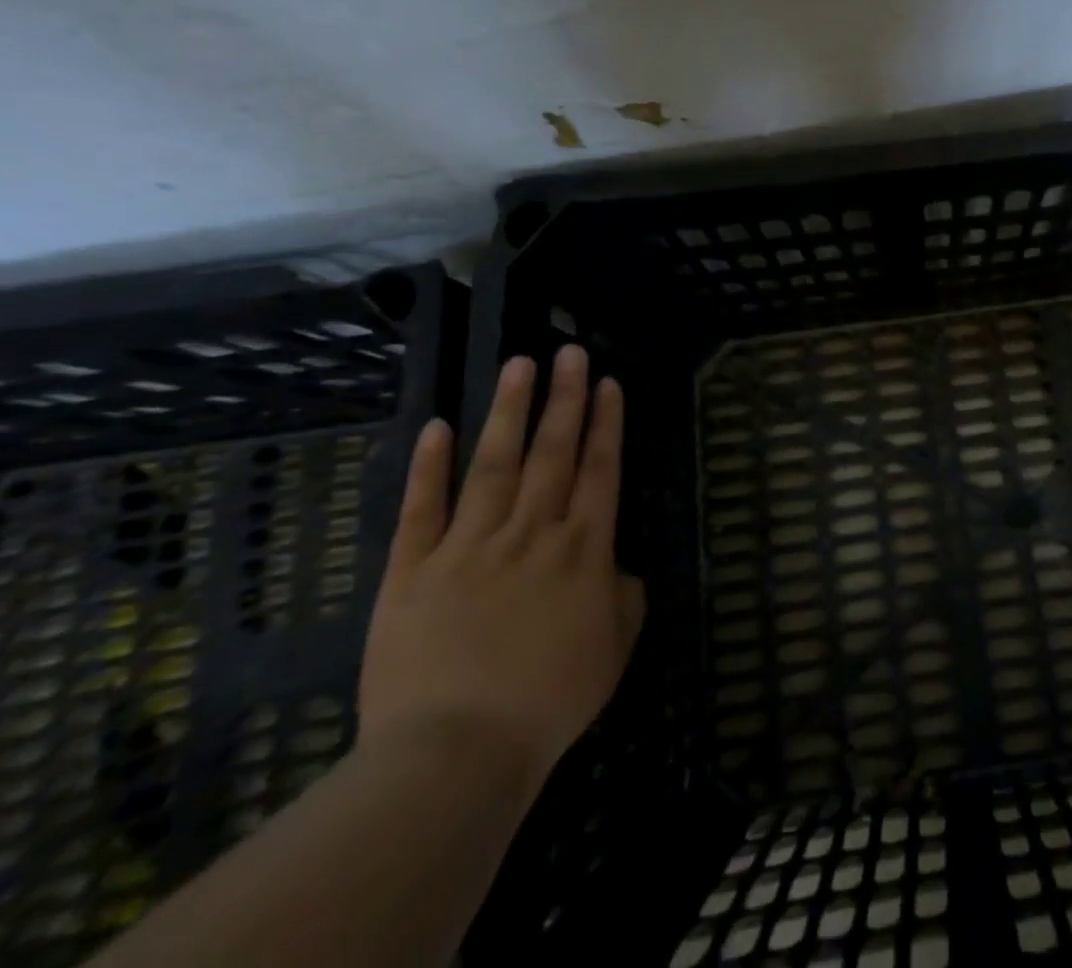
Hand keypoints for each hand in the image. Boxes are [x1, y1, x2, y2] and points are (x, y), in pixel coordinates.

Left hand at [357, 346, 645, 790]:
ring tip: (520, 364)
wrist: (455, 753)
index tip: (607, 383)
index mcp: (584, 549)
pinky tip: (437, 426)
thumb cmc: (549, 701)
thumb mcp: (614, 648)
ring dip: (509, 411)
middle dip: (565, 398)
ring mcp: (469, 546)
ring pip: (494, 464)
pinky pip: (422, 509)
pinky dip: (428, 467)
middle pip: (553, 452)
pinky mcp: (412, 571)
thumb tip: (617, 568)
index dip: (606, 423)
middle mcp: (532, 532)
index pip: (600, 469)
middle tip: (570, 352)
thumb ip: (624, 596)